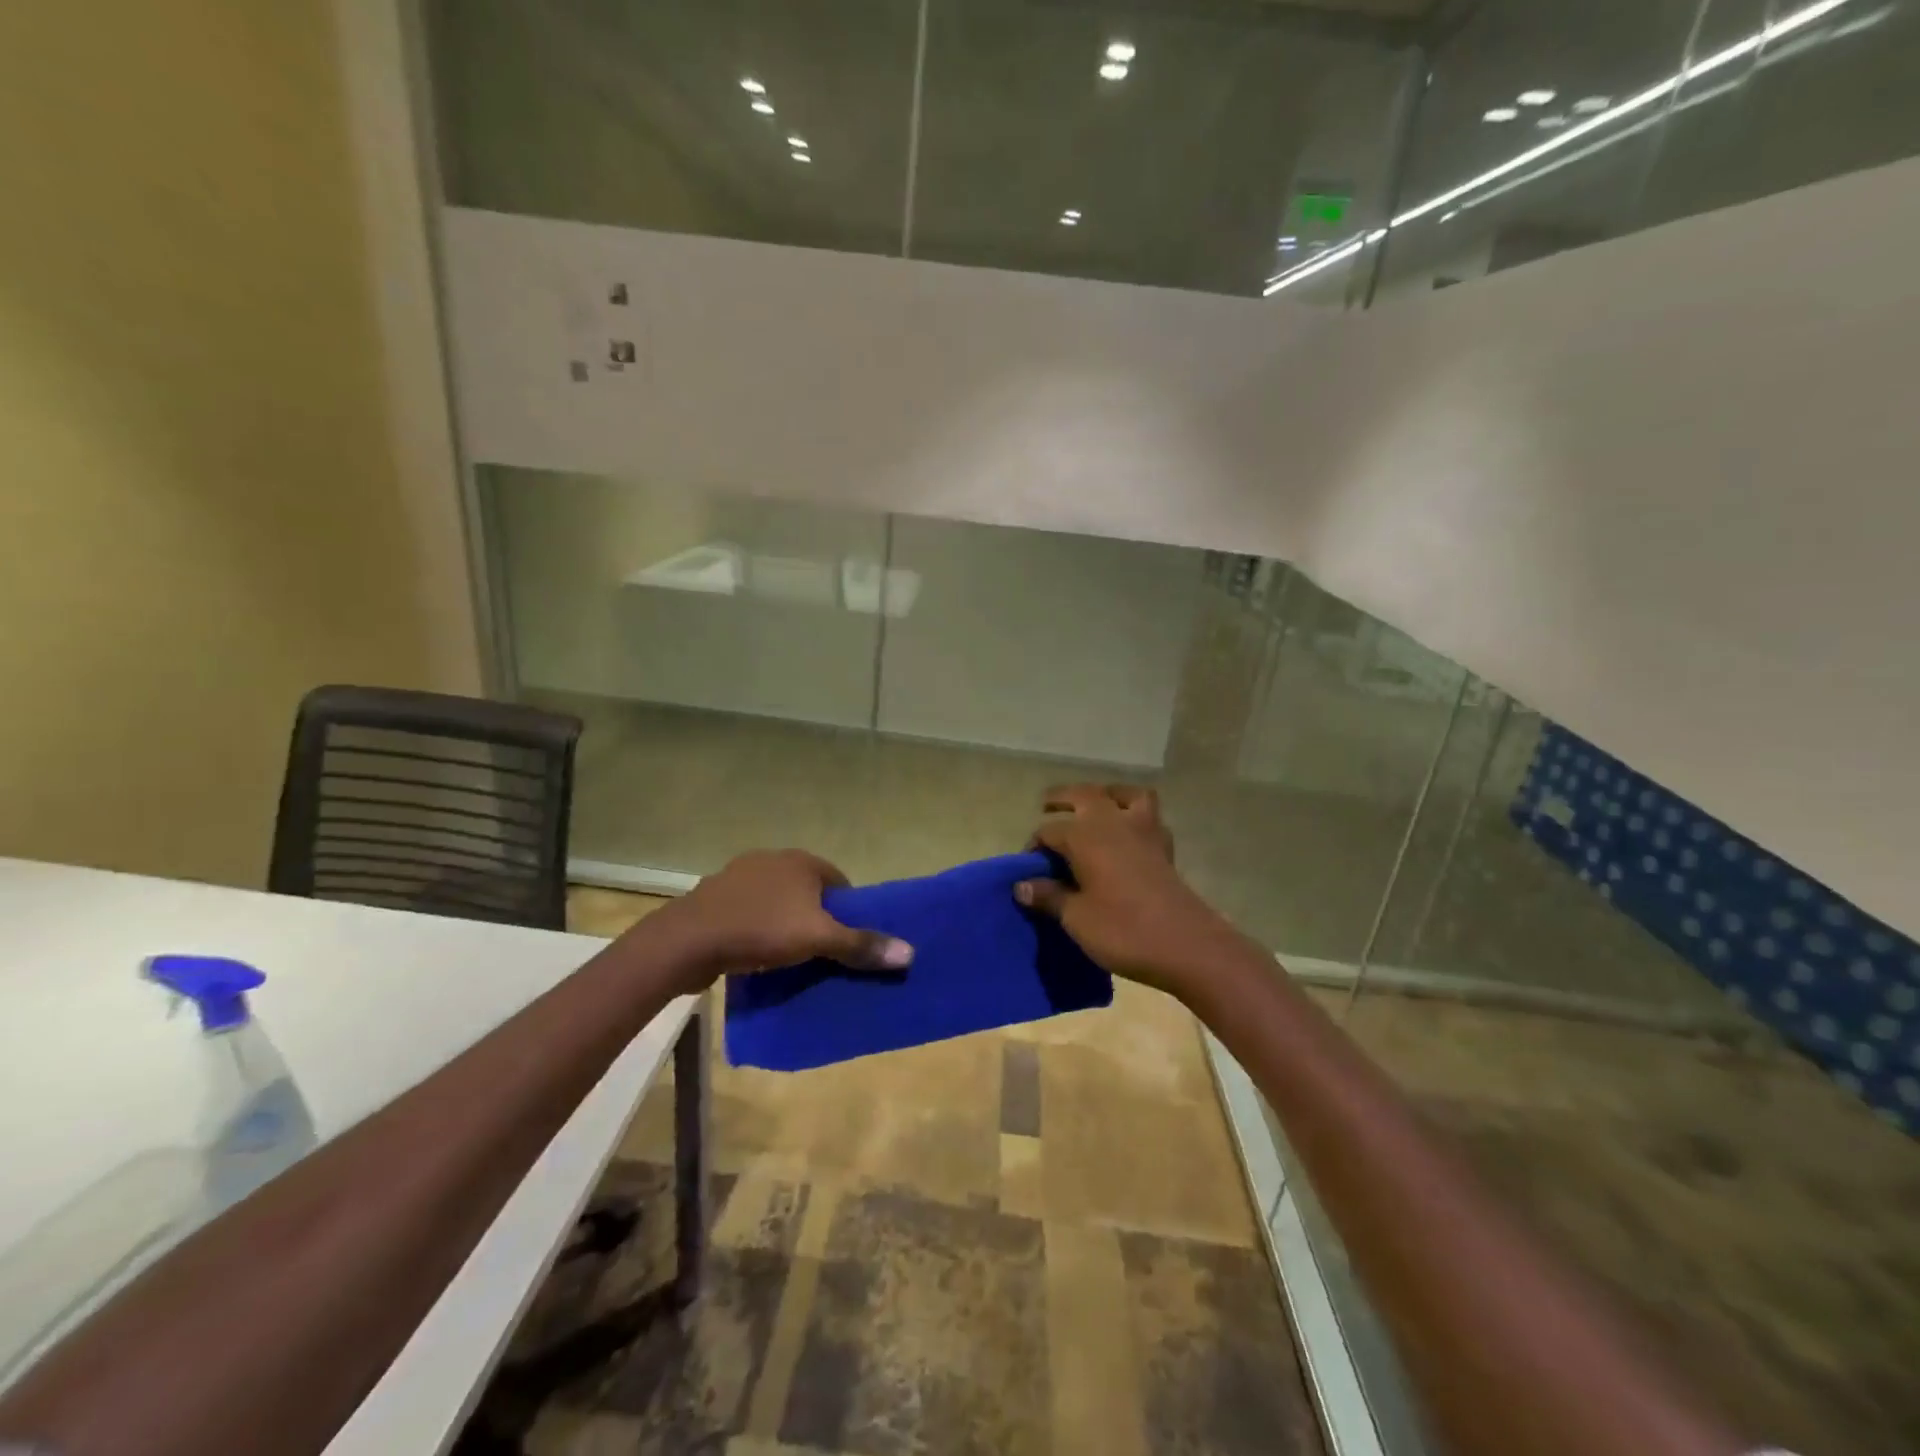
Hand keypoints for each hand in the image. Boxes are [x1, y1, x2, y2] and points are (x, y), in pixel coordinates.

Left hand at [646, 849, 912, 991]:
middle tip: (822, 954)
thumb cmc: (760, 930)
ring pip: (777, 902)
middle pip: (808, 892)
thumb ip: (861, 944)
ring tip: (790, 958)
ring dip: (785, 924)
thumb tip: (910, 952)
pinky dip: (757, 930)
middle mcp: (772, 860)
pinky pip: (749, 912)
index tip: (847, 942)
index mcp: (801, 861)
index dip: (848, 912)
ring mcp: (740, 876)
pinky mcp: (716, 897)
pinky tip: (755, 954)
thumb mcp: (818, 939)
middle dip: (817, 919)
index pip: (839, 883)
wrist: (687, 941)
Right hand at [1014, 785, 1244, 999]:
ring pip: (1125, 795)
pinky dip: (1135, 816)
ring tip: (1095, 808)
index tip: (1027, 870)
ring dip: (1107, 795)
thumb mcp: (1076, 918)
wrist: (1186, 946)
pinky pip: (1148, 817)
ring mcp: (1144, 831)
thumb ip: (1049, 896)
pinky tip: (1127, 836)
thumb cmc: (1123, 930)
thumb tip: (1022, 886)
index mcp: (1085, 835)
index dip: (1034, 846)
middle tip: (1048, 806)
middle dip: (1063, 798)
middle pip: (1085, 795)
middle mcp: (1114, 822)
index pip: (1049, 830)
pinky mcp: (1165, 848)